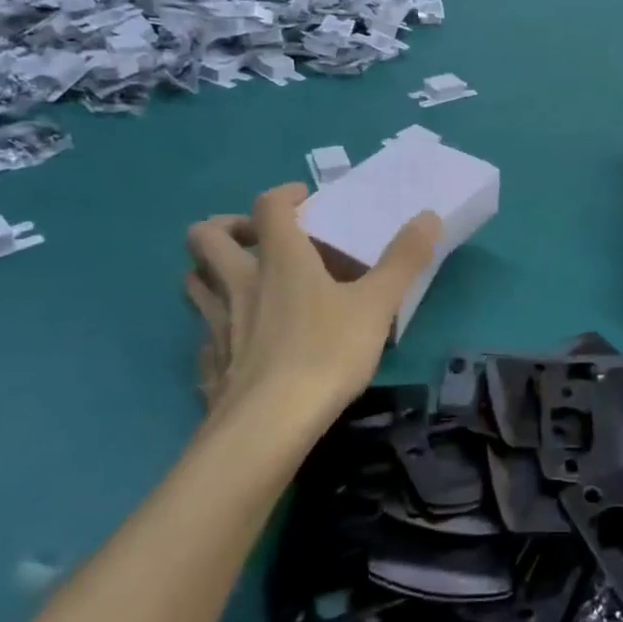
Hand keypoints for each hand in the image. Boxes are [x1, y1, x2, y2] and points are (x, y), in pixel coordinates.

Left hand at [185, 183, 440, 425]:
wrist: (268, 426)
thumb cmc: (325, 353)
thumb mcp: (377, 304)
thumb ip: (403, 259)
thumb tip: (429, 216)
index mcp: (280, 259)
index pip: (268, 207)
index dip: (283, 195)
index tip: (303, 199)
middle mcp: (240, 282)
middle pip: (205, 236)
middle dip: (224, 227)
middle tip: (255, 238)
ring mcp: (216, 324)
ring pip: (193, 282)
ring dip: (209, 272)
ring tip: (240, 282)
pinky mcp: (208, 364)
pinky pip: (201, 334)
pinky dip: (214, 328)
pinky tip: (237, 342)